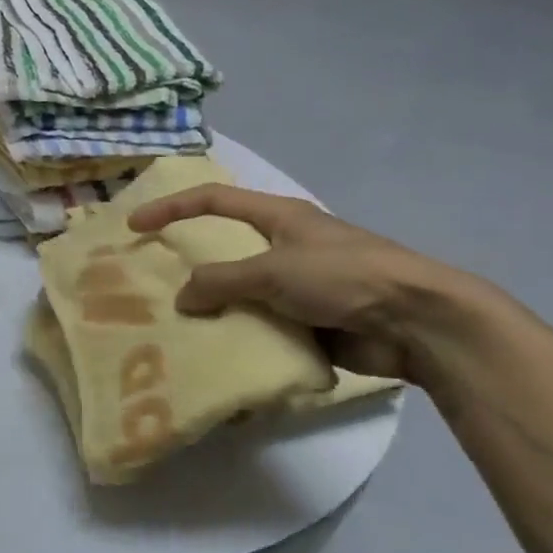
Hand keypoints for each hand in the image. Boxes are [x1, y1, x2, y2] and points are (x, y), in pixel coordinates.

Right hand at [127, 185, 469, 382]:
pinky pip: (259, 325)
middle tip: (152, 283)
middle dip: (188, 265)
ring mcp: (296, 286)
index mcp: (279, 218)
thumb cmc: (344, 277)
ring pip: (238, 292)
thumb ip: (219, 281)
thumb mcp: (273, 271)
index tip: (134, 225)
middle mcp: (284, 246)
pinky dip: (238, 336)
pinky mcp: (307, 321)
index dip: (170, 207)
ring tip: (176, 325)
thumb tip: (182, 300)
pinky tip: (215, 352)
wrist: (418, 324)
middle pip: (222, 248)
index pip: (212, 200)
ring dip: (211, 308)